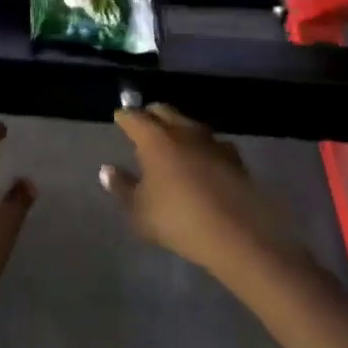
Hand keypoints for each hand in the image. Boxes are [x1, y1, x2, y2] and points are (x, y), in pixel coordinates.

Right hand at [100, 104, 299, 275]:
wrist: (240, 237)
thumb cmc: (179, 221)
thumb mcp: (140, 212)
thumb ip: (122, 188)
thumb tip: (107, 170)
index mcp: (154, 139)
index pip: (133, 117)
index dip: (124, 117)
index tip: (119, 120)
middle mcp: (182, 131)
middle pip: (163, 110)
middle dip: (150, 115)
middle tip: (143, 126)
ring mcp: (211, 142)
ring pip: (189, 124)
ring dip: (178, 128)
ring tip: (172, 142)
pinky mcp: (235, 158)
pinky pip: (212, 143)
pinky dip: (203, 147)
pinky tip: (204, 160)